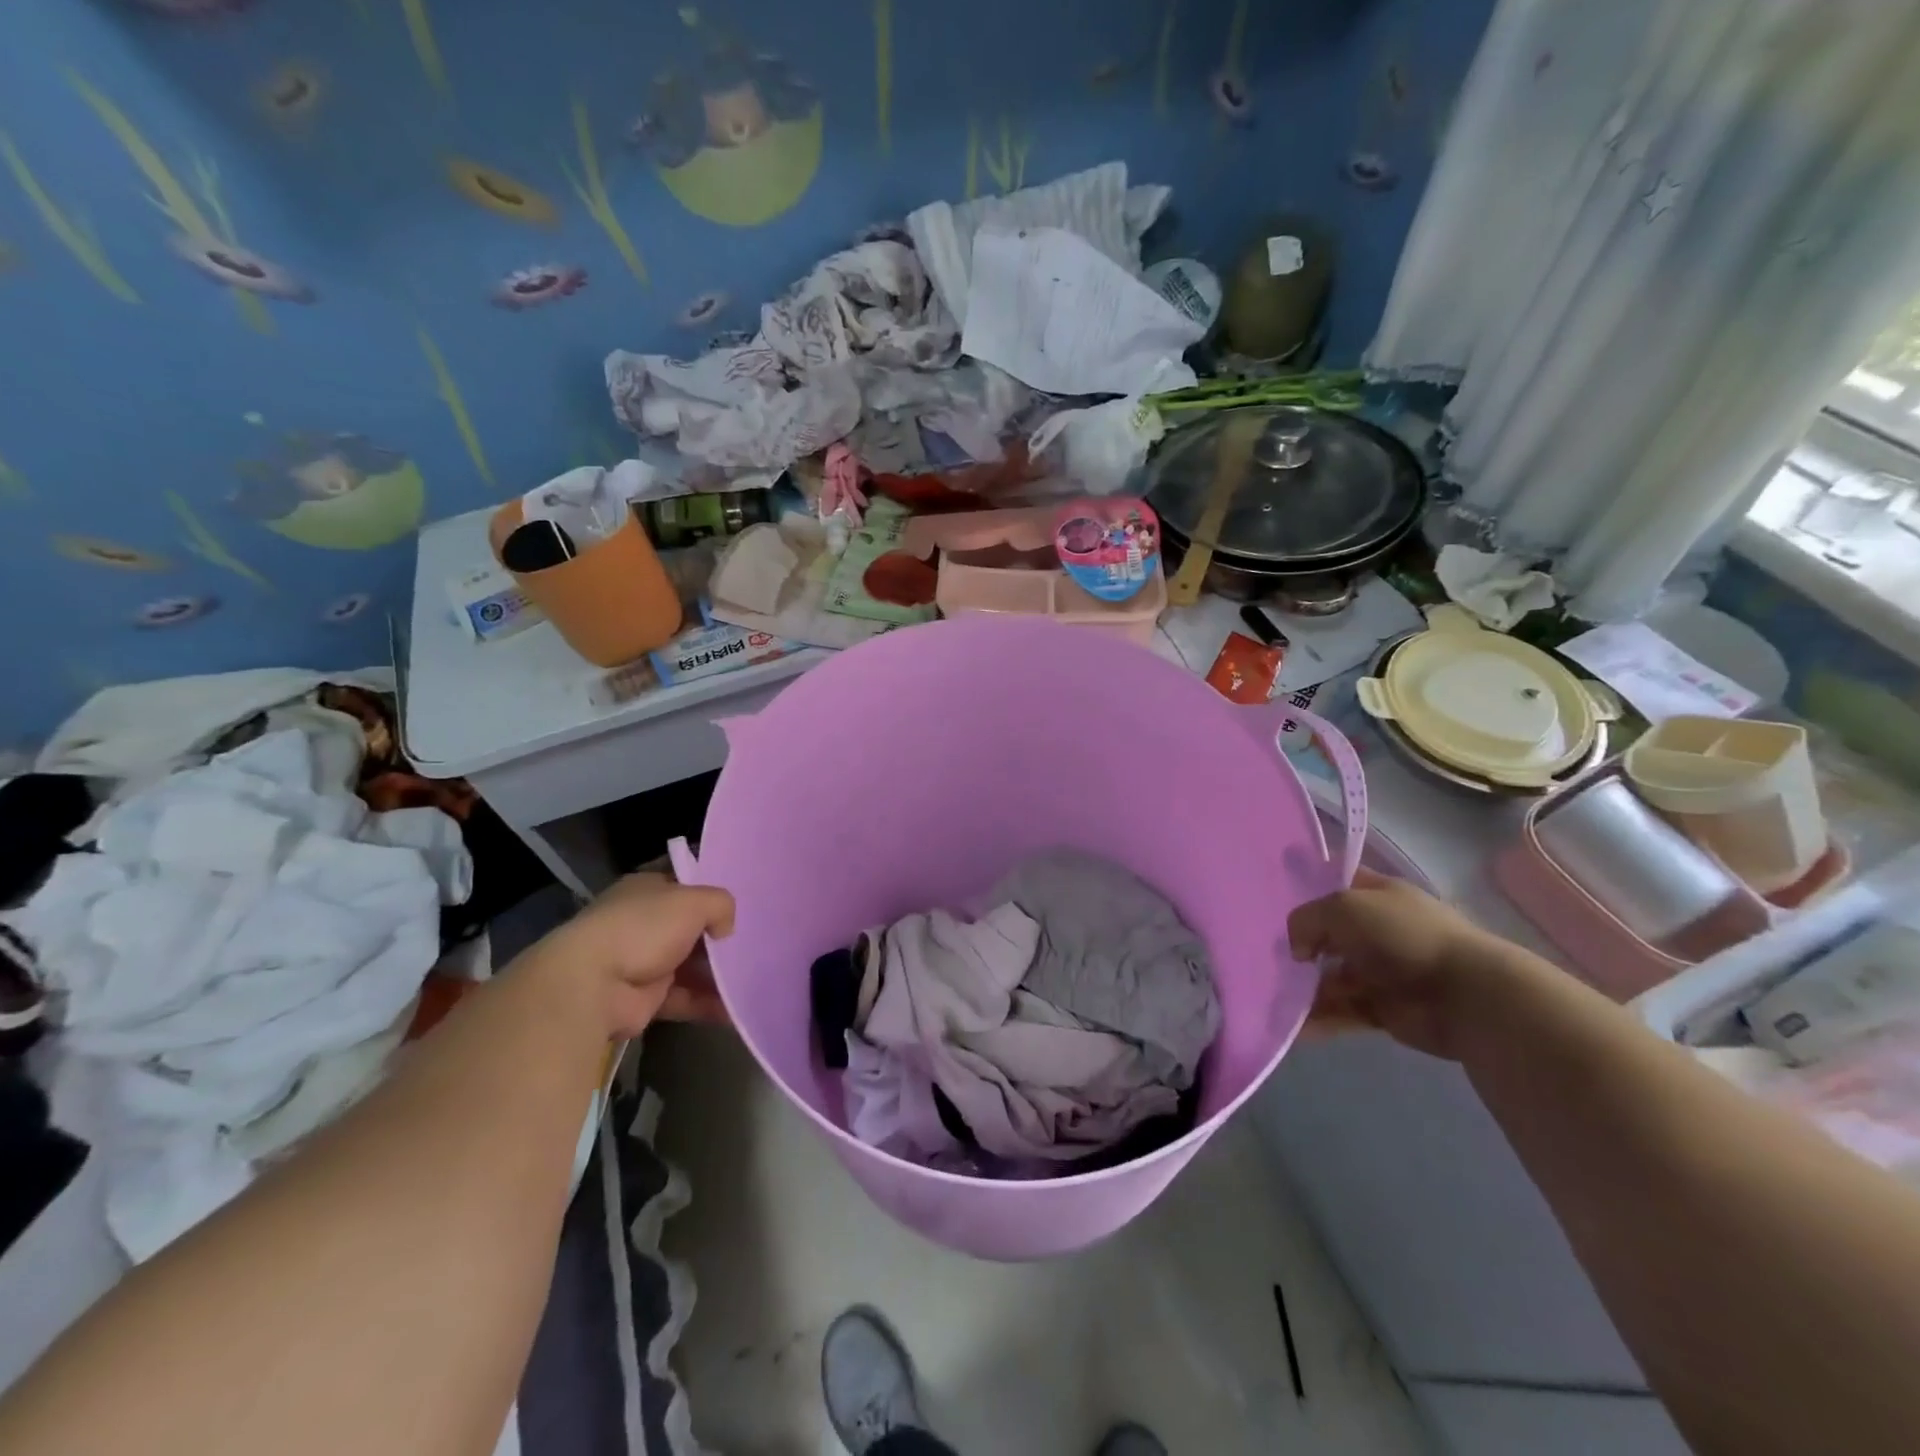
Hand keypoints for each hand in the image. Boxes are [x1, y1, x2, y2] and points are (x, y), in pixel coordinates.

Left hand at [532, 873, 735, 1037]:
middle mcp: (643, 923)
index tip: (742, 907)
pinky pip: (684, 999)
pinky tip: (735, 1009)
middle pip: (690, 929)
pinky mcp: (644, 999)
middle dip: (719, 939)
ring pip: (689, 966)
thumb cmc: (643, 928)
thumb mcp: (694, 901)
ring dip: (717, 975)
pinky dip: (707, 1004)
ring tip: (753, 979)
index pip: (685, 888)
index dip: (712, 896)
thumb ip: (721, 905)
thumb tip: (726, 929)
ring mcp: (642, 962)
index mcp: (647, 891)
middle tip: (755, 946)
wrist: (592, 984)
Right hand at [1288, 868, 1499, 1059]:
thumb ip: (1307, 920)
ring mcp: (1382, 971)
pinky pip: (1342, 1011)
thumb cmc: (1402, 936)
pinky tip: (1294, 1027)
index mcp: (1378, 895)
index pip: (1337, 883)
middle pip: (1328, 935)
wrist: (1465, 996)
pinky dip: (1319, 1019)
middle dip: (1300, 945)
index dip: (1308, 888)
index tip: (1274, 900)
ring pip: (1331, 976)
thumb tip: (1298, 950)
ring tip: (1275, 996)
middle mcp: (1379, 930)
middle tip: (1267, 956)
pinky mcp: (1384, 1009)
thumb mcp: (1343, 908)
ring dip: (1305, 987)